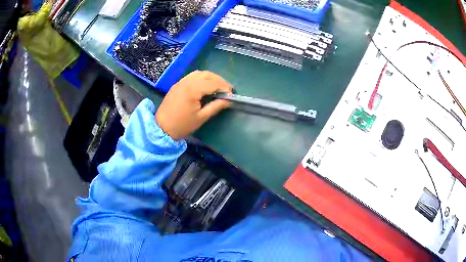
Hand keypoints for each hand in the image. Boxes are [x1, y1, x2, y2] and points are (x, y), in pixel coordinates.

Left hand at [156, 71, 231, 139]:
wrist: (161, 128)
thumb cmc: (182, 125)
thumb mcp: (201, 118)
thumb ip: (216, 106)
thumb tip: (228, 100)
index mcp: (193, 90)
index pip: (213, 83)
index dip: (224, 87)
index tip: (232, 93)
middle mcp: (186, 82)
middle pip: (207, 75)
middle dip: (219, 80)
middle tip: (226, 89)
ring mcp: (180, 82)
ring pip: (199, 73)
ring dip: (210, 77)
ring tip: (217, 87)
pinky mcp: (177, 85)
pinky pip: (191, 76)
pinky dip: (201, 78)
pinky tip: (204, 86)